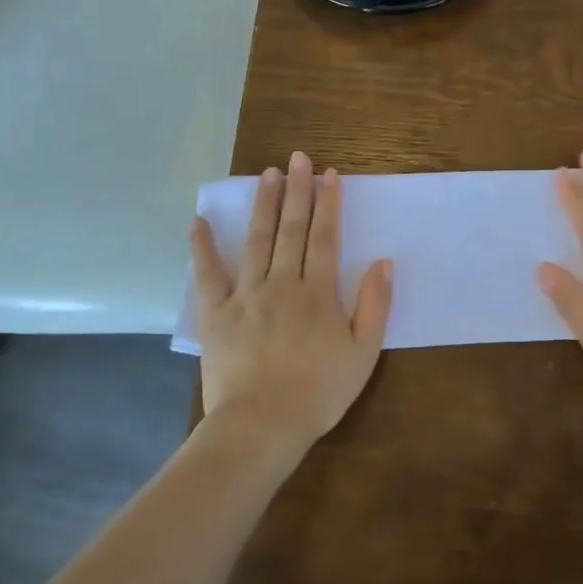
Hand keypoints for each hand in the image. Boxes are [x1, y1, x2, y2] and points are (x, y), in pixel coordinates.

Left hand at [190, 152, 393, 453]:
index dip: (329, 204)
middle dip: (297, 191)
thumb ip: (375, 305)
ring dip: (262, 205)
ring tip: (266, 174)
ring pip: (256, 241)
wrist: (263, 425)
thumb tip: (383, 261)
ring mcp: (246, 296)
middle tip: (297, 158)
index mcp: (319, 293)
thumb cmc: (319, 392)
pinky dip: (202, 247)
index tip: (329, 174)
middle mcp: (283, 283)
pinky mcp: (216, 314)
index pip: (326, 238)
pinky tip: (198, 222)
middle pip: (292, 229)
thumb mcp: (364, 353)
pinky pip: (208, 274)